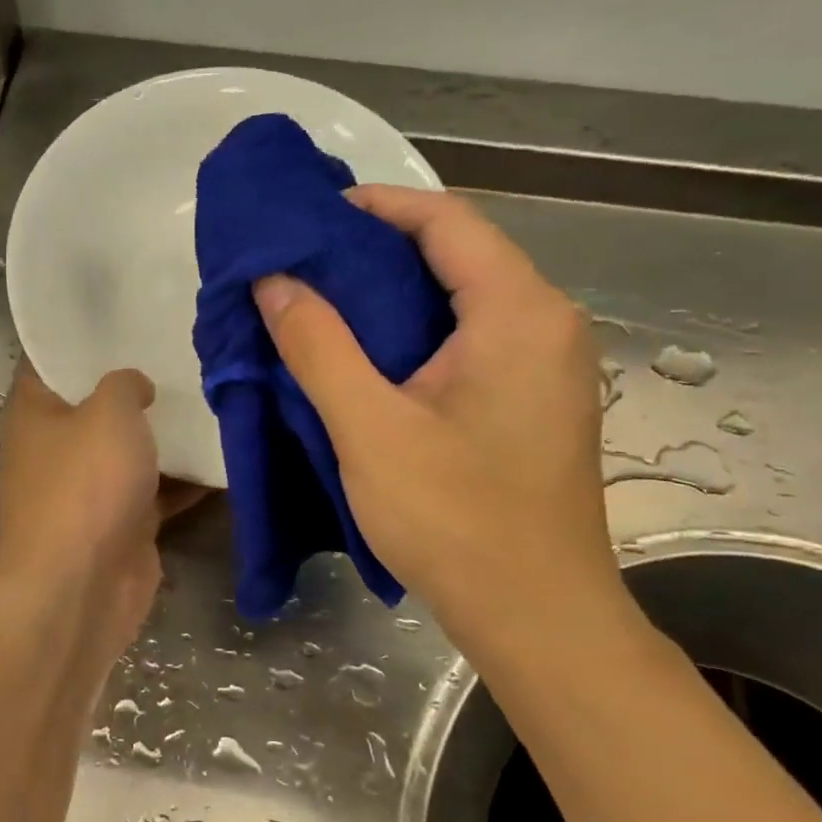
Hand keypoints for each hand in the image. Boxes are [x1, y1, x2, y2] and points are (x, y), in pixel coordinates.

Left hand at [0, 365, 203, 665]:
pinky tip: (221, 453)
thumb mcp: (109, 411)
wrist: (82, 587)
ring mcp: (87, 490)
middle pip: (95, 406)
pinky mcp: (119, 523)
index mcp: (34, 412)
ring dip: (163, 435)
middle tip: (182, 352)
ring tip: (210, 395)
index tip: (128, 316)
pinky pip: (154, 491)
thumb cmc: (85, 485)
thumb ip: (124, 384)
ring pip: (128, 451)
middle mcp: (54, 448)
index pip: (50, 360)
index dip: (84, 337)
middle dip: (135, 385)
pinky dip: (182, 480)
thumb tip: (133, 385)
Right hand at [254, 186, 621, 647]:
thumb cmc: (456, 520)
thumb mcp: (370, 428)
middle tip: (305, 260)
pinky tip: (369, 353)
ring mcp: (547, 364)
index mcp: (519, 312)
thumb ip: (318, 345)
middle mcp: (547, 323)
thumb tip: (274, 281)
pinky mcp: (535, 399)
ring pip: (463, 298)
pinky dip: (417, 330)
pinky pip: (473, 337)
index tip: (313, 215)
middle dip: (379, 248)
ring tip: (324, 300)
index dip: (378, 205)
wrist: (537, 615)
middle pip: (459, 254)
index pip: (447, 221)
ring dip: (394, 292)